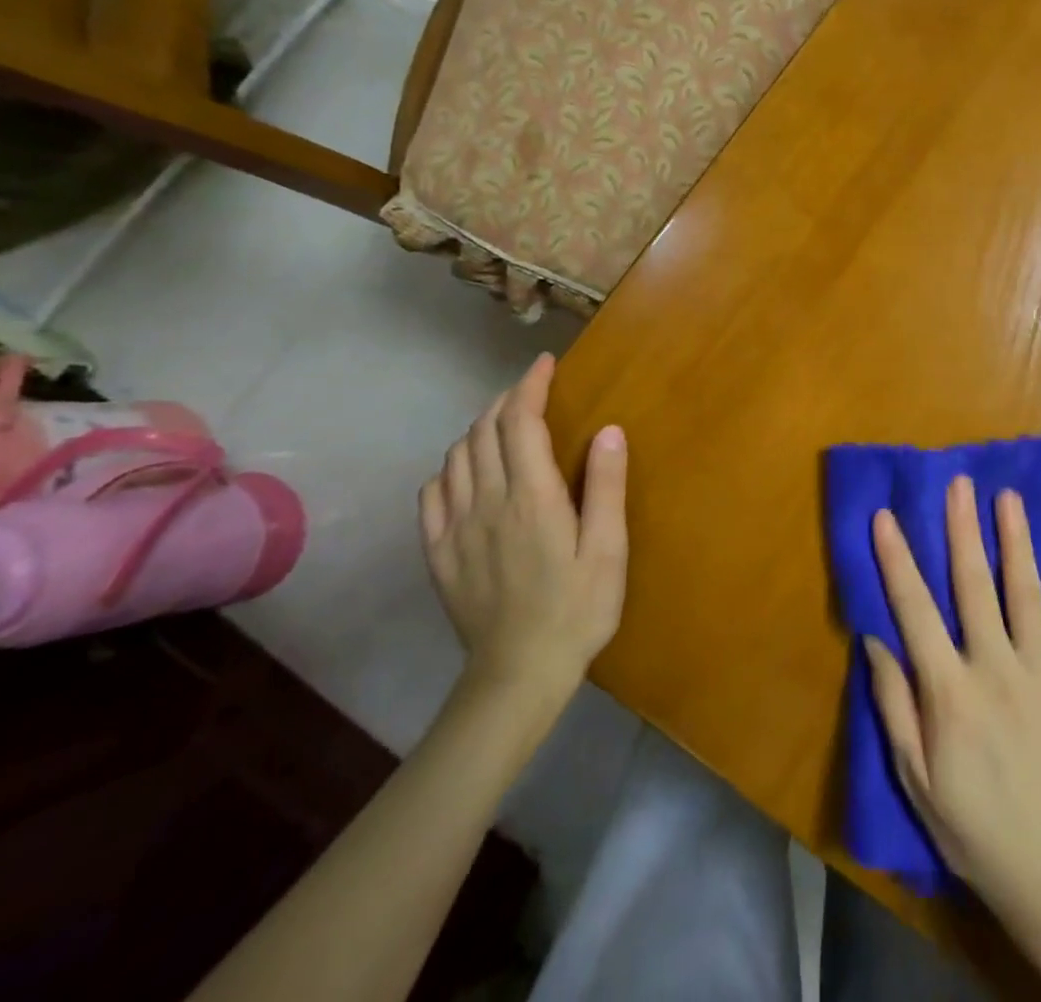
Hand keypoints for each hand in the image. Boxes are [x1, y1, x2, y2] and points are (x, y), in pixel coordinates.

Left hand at [419, 354, 627, 713]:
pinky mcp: (439, 553)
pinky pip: (432, 493)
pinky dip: (449, 468)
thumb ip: (605, 487)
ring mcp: (456, 528)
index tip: (545, 364)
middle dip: (505, 400)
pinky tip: (466, 472)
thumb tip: (608, 429)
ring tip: (503, 425)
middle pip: (484, 431)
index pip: (521, 422)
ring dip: (478, 429)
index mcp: (531, 498)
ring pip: (456, 456)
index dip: (530, 385)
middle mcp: (487, 502)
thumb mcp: (608, 550)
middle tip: (531, 391)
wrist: (518, 675)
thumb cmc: (577, 610)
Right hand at [864, 475, 1040, 921]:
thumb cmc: (971, 822)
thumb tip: (873, 640)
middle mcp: (996, 670)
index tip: (885, 516)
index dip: (897, 560)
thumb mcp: (915, 776)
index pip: (915, 611)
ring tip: (1008, 498)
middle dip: (963, 530)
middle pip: (974, 587)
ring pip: (1026, 595)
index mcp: (950, 692)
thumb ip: (894, 704)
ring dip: (1016, 542)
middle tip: (958, 484)